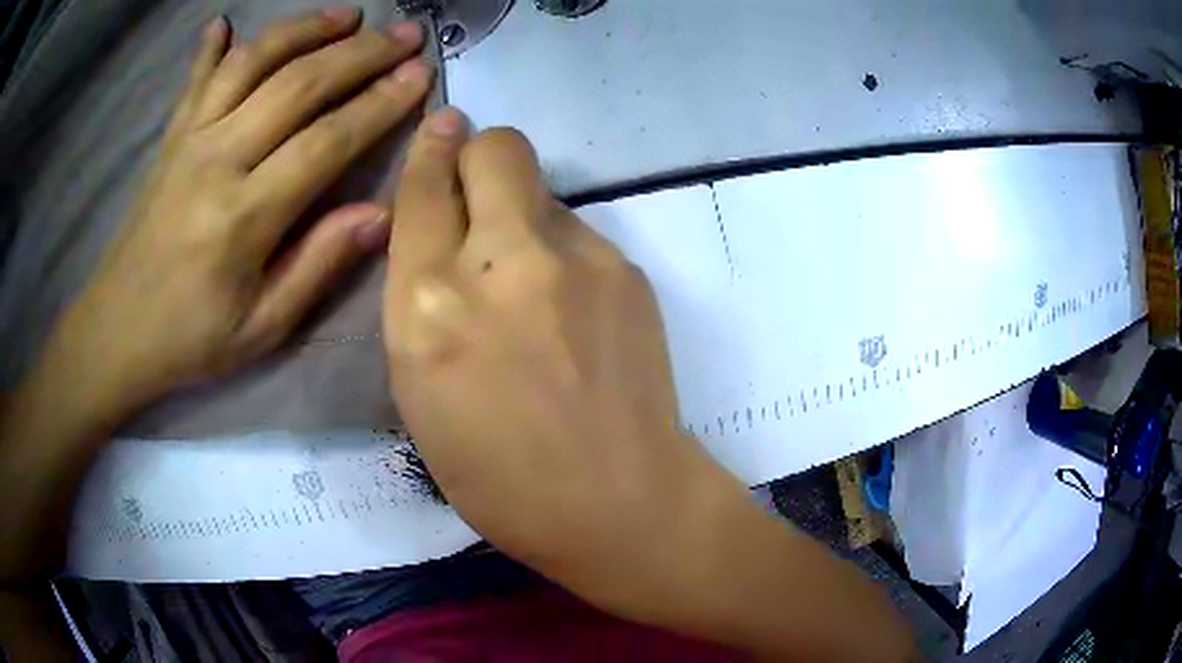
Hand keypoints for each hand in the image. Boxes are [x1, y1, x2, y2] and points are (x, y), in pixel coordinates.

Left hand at [38, 8, 433, 421]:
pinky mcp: (169, 138)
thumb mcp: (262, 328)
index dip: (379, 104)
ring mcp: (189, 141)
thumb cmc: (191, 338)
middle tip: (407, 33)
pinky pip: (196, 79)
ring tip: (348, 14)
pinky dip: (213, 46)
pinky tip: (226, 21)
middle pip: (298, 84)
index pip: (326, 140)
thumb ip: (317, 265)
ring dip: (304, 29)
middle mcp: (217, 160)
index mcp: (244, 215)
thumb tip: (380, 214)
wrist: (117, 332)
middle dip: (361, 53)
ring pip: (252, 62)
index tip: (420, 76)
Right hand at [384, 111, 734, 613]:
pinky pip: (579, 232)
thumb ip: (420, 302)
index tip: (441, 130)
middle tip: (481, 187)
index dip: (429, 151)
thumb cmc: (499, 477)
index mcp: (428, 307)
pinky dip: (563, 254)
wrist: (618, 501)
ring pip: (541, 189)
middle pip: (496, 147)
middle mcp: (499, 264)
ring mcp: (575, 259)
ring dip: (523, 215)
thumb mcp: (419, 393)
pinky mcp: (627, 269)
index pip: (423, 189)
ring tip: (533, 284)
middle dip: (481, 152)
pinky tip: (574, 312)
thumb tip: (441, 238)